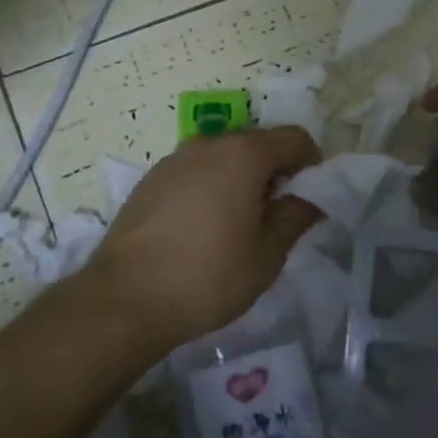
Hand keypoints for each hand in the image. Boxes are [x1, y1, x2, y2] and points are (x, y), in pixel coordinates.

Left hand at [84, 127, 322, 352]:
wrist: (125, 299)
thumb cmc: (208, 277)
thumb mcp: (266, 255)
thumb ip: (296, 217)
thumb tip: (312, 198)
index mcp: (244, 154)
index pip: (294, 138)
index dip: (312, 163)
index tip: (309, 198)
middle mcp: (209, 144)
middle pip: (258, 142)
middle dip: (276, 170)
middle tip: (276, 214)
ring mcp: (175, 159)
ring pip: (224, 155)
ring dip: (241, 177)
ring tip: (237, 223)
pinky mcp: (151, 179)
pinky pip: (195, 170)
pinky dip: (210, 185)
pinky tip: (202, 228)